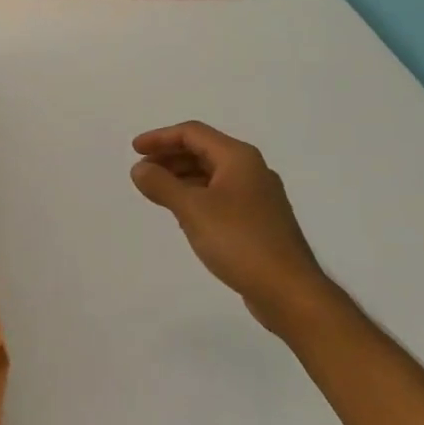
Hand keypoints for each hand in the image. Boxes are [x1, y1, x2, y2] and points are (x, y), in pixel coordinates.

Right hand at [130, 121, 326, 330]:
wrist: (289, 291)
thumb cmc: (240, 241)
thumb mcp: (193, 209)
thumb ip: (162, 185)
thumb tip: (139, 168)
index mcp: (238, 158)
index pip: (193, 133)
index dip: (160, 137)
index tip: (134, 150)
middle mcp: (251, 170)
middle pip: (203, 151)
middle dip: (170, 157)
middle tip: (142, 172)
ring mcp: (258, 196)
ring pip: (212, 175)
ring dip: (182, 177)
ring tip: (156, 192)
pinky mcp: (259, 221)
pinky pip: (221, 196)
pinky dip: (197, 196)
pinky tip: (183, 214)